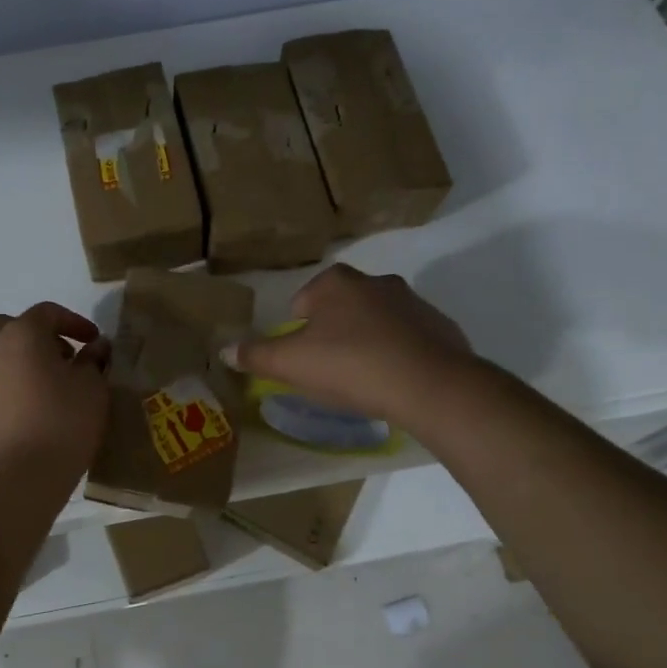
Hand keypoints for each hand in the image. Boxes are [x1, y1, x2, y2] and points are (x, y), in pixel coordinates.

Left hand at [0, 303, 110, 485]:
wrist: (19, 476)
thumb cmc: (63, 421)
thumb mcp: (92, 387)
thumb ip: (93, 360)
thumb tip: (96, 347)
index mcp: (22, 334)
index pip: (47, 312)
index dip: (75, 322)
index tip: (94, 341)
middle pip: (12, 326)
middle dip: (40, 334)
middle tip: (66, 356)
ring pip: (0, 354)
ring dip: (24, 358)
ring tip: (53, 383)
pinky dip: (14, 382)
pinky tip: (37, 406)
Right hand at [227, 264, 474, 424]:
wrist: (431, 386)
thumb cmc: (351, 366)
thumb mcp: (291, 364)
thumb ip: (256, 355)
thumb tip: (224, 350)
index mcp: (336, 283)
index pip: (303, 300)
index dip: (297, 330)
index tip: (303, 358)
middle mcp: (375, 282)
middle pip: (341, 308)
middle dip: (332, 332)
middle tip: (329, 369)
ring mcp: (413, 302)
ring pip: (376, 321)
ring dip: (366, 341)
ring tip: (363, 379)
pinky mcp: (442, 327)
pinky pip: (408, 338)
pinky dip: (398, 354)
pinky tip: (394, 382)